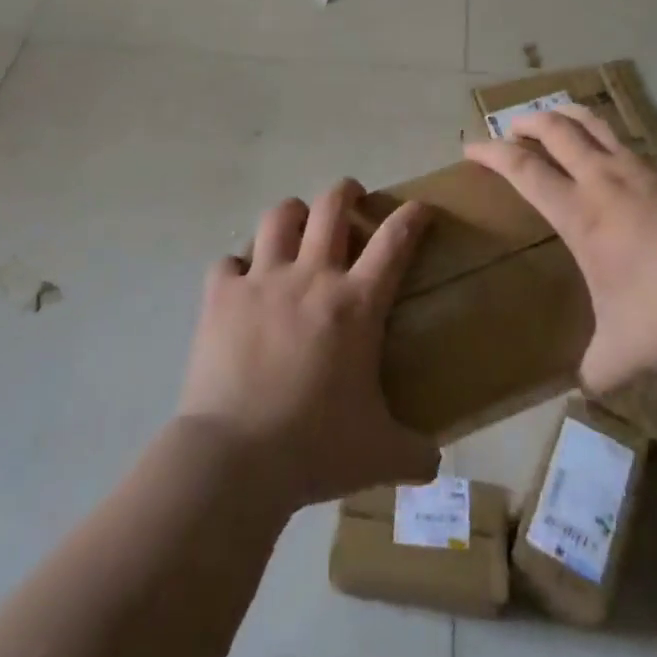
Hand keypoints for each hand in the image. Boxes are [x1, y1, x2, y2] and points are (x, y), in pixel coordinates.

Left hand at [177, 179, 438, 511]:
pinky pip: (228, 262)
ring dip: (292, 214)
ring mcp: (261, 281)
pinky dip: (237, 266)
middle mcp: (311, 277)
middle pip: (331, 207)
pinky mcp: (220, 295)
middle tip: (351, 197)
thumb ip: (415, 454)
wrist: (236, 458)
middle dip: (346, 192)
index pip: (394, 242)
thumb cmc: (315, 448)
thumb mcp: (380, 456)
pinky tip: (241, 281)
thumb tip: (435, 464)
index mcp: (355, 304)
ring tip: (296, 224)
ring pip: (278, 218)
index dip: (412, 217)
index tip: (420, 208)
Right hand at [464, 106, 656, 392]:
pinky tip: (627, 164)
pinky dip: (617, 144)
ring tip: (556, 116)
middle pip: (556, 130)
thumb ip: (598, 368)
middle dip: (527, 122)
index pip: (523, 170)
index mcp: (580, 212)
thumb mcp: (626, 351)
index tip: (470, 146)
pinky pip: (638, 146)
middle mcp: (606, 179)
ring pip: (596, 123)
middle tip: (511, 126)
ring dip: (568, 114)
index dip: (491, 153)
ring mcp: (646, 168)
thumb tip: (586, 390)